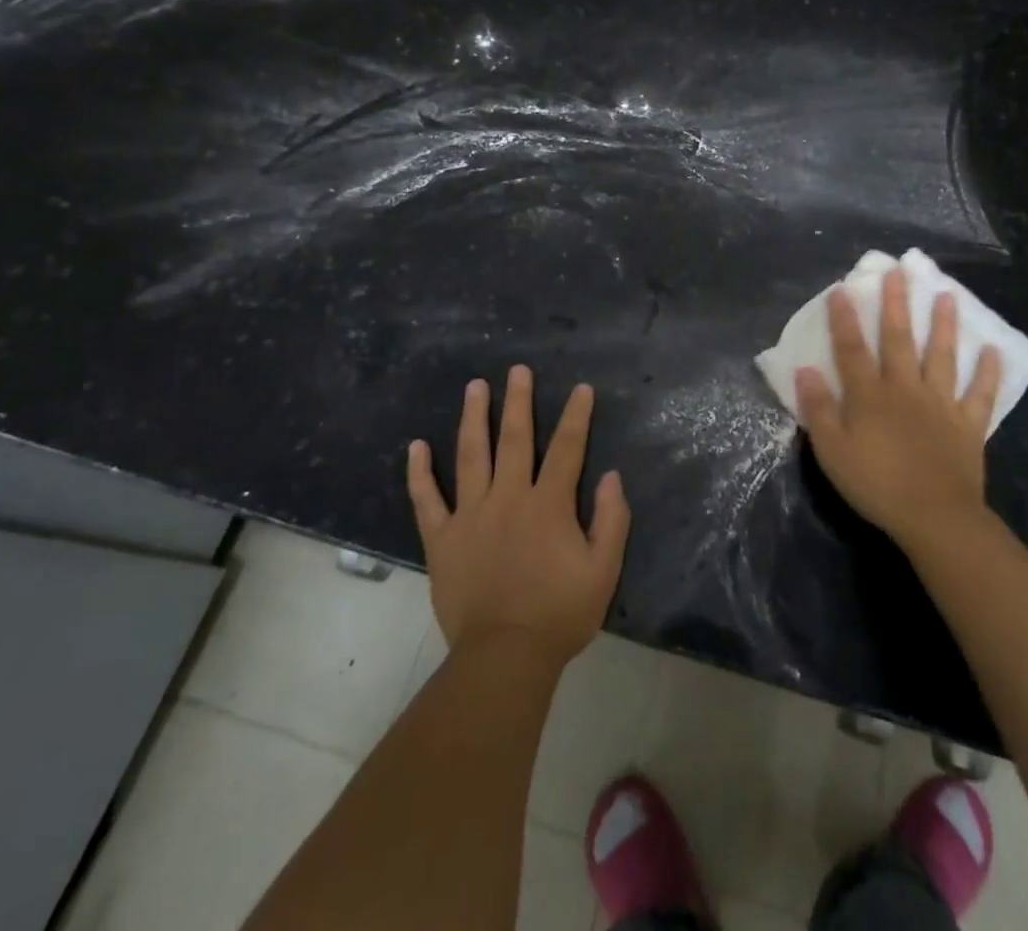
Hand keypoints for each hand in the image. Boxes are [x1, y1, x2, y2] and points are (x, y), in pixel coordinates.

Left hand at [407, 365, 630, 670]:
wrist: (504, 657)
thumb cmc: (559, 614)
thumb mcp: (604, 571)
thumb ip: (611, 520)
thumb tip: (610, 476)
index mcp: (548, 505)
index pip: (566, 449)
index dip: (575, 416)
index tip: (580, 388)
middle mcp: (508, 498)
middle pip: (514, 439)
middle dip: (518, 401)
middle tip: (517, 369)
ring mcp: (470, 515)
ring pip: (470, 456)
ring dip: (473, 418)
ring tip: (474, 387)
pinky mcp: (442, 539)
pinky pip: (427, 500)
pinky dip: (419, 473)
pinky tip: (416, 446)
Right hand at [795, 268, 1001, 546]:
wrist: (934, 517)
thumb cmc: (876, 485)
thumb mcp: (832, 451)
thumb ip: (818, 408)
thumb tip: (805, 369)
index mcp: (870, 395)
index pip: (852, 348)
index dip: (845, 318)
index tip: (843, 288)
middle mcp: (905, 388)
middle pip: (899, 339)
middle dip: (897, 304)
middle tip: (899, 272)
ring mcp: (941, 404)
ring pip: (942, 356)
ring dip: (944, 324)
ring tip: (947, 295)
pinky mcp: (968, 424)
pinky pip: (980, 393)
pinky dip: (987, 371)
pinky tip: (992, 350)